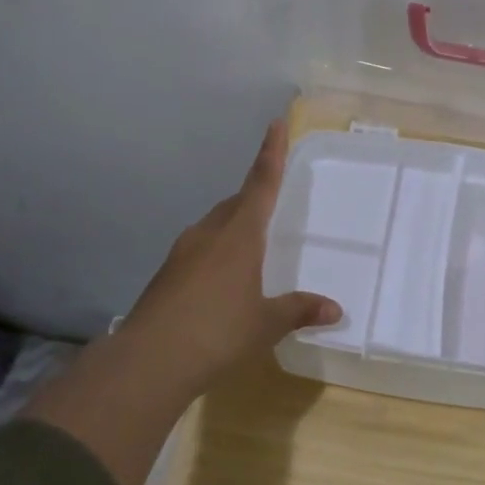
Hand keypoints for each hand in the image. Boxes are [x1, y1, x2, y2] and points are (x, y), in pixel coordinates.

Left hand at [114, 117, 340, 385]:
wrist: (149, 361)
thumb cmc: (217, 333)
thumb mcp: (265, 324)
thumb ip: (299, 310)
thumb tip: (335, 309)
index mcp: (239, 235)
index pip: (261, 183)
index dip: (271, 153)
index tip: (275, 123)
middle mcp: (209, 233)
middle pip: (236, 203)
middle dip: (255, 197)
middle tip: (273, 204)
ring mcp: (183, 252)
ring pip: (215, 226)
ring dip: (234, 227)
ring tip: (253, 248)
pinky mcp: (167, 274)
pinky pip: (200, 249)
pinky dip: (217, 252)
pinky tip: (223, 280)